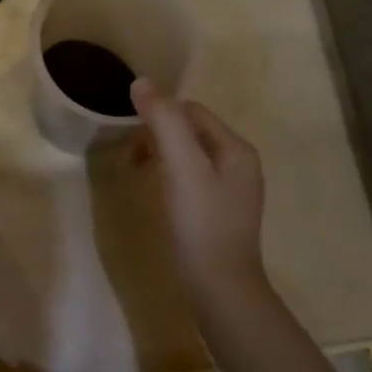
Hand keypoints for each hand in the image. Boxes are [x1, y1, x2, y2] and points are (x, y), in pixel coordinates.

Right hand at [130, 79, 268, 304]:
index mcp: (236, 148)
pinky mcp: (221, 213)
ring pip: (190, 155)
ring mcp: (233, 190)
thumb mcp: (181, 166)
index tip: (131, 138)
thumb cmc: (201, 222)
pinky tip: (160, 197)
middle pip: (192, 131)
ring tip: (139, 175)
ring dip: (162, 156)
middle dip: (158, 136)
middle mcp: (240, 163)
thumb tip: (141, 82)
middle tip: (131, 160)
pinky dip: (171, 178)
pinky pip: (193, 179)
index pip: (192, 111)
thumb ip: (164, 121)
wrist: (221, 289)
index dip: (159, 115)